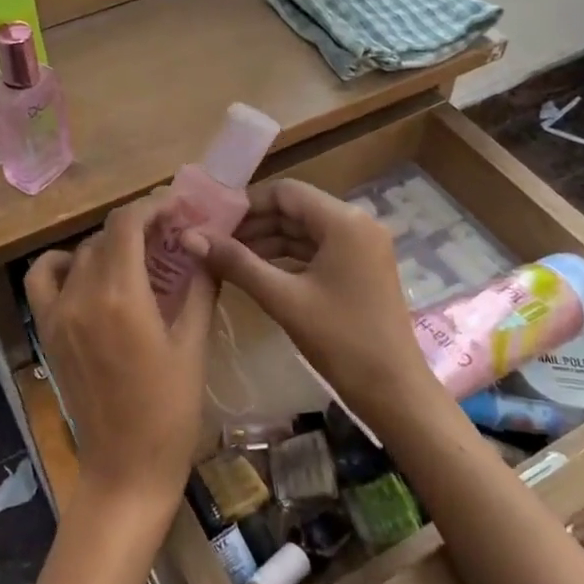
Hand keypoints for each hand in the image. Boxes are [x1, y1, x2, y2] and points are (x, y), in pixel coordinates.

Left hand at [24, 196, 215, 526]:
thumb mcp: (193, 345)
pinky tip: (88, 273)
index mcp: (121, 296)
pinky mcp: (47, 331)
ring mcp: (58, 313)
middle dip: (140, 225)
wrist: (125, 469)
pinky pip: (43, 279)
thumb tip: (203, 246)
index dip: (153, 206)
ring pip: (80, 253)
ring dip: (109, 244)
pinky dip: (62, 264)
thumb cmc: (170, 411)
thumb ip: (199, 287)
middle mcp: (82, 295)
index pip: (128, 224)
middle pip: (106, 235)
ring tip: (137, 255)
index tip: (178, 207)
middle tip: (172, 234)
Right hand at [186, 178, 436, 438]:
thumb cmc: (341, 340)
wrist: (394, 391)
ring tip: (225, 258)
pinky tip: (256, 272)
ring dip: (267, 241)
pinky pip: (316, 250)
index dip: (246, 203)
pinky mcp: (360, 268)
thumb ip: (236, 263)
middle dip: (253, 224)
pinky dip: (286, 258)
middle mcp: (357, 223)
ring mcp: (361, 247)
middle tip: (212, 241)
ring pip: (304, 231)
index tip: (212, 221)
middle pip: (295, 209)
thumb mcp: (283, 299)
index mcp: (344, 221)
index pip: (285, 192)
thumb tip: (190, 237)